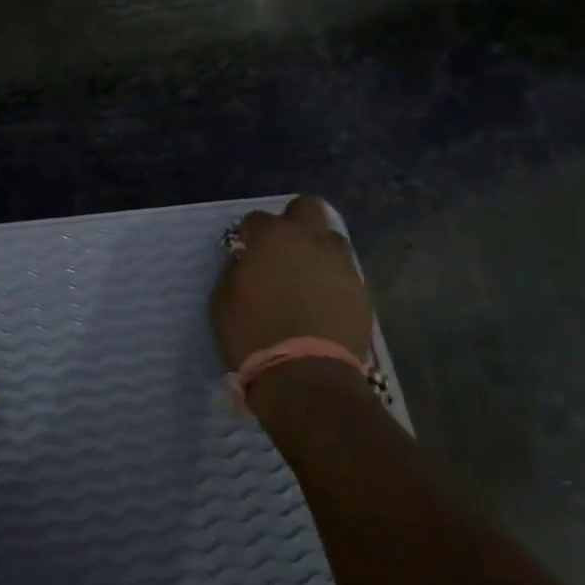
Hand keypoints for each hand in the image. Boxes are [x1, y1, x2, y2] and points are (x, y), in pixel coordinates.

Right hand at [211, 195, 374, 372]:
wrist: (307, 376)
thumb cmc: (254, 335)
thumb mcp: (223, 301)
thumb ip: (235, 270)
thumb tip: (246, 261)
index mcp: (273, 237)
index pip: (257, 218)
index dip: (249, 233)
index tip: (245, 250)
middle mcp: (311, 240)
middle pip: (307, 207)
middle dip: (293, 221)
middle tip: (281, 249)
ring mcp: (341, 263)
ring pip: (332, 239)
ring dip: (317, 249)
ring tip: (306, 277)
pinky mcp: (362, 290)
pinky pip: (345, 273)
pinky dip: (332, 280)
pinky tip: (322, 303)